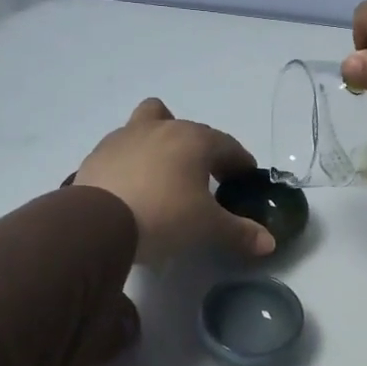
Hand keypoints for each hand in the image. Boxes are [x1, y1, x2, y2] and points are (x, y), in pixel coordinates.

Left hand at [76, 99, 276, 263]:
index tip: (245, 179)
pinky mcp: (98, 153)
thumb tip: (269, 242)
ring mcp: (125, 137)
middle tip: (208, 178)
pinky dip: (134, 160)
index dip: (240, 163)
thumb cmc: (164, 216)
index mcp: (194, 140)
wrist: (97, 223)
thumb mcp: (207, 228)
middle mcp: (161, 128)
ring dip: (162, 141)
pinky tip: (134, 186)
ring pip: (150, 123)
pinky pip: (124, 148)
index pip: (228, 146)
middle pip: (189, 129)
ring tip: (165, 173)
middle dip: (203, 150)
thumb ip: (239, 232)